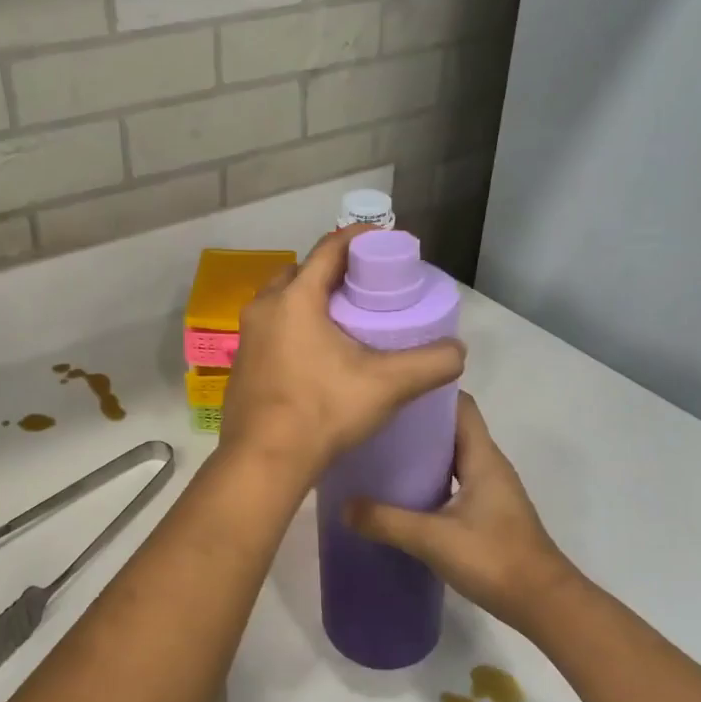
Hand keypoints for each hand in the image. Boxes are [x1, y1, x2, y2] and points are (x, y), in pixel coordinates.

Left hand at [219, 226, 465, 488]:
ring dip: (311, 301)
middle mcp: (263, 308)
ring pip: (283, 302)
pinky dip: (294, 327)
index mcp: (294, 299)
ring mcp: (247, 338)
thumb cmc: (322, 412)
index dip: (359, 239)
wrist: (263, 462)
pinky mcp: (241, 365)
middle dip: (333, 271)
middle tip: (366, 285)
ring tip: (344, 319)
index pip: (328, 249)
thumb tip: (458, 351)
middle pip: (302, 273)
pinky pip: (271, 330)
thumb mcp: (387, 385)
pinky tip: (316, 353)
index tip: (385, 243)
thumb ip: (431, 363)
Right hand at [345, 393, 582, 630]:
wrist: (544, 605)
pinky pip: (452, 482)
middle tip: (373, 421)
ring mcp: (489, 490)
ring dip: (420, 453)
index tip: (392, 387)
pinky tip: (400, 493)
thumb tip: (343, 506)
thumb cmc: (495, 558)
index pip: (459, 405)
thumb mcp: (433, 538)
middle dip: (415, 423)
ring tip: (378, 452)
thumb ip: (386, 521)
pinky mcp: (486, 513)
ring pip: (451, 457)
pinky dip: (428, 479)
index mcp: (482, 457)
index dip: (429, 392)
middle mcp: (488, 465)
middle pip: (451, 429)